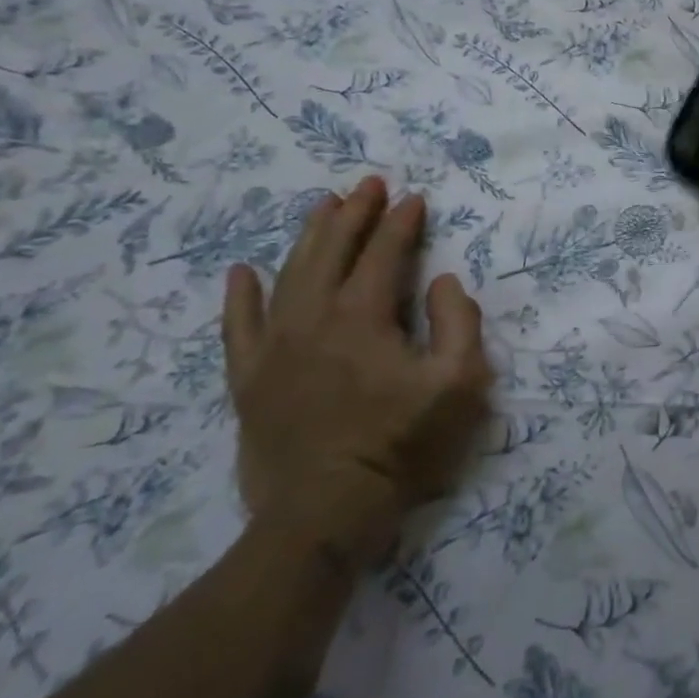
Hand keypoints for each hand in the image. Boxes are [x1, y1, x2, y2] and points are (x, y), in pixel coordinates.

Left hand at [222, 176, 491, 560]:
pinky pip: (238, 327)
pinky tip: (242, 272)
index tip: (416, 197)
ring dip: (309, 236)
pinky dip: (240, 296)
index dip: (402, 222)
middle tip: (369, 183)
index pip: (384, 253)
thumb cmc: (403, 444)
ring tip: (323, 206)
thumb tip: (442, 281)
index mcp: (363, 317)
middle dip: (354, 213)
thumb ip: (459, 322)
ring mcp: (274, 349)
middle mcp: (313, 319)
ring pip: (288, 275)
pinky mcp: (249, 379)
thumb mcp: (460, 384)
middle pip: (331, 251)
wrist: (325, 513)